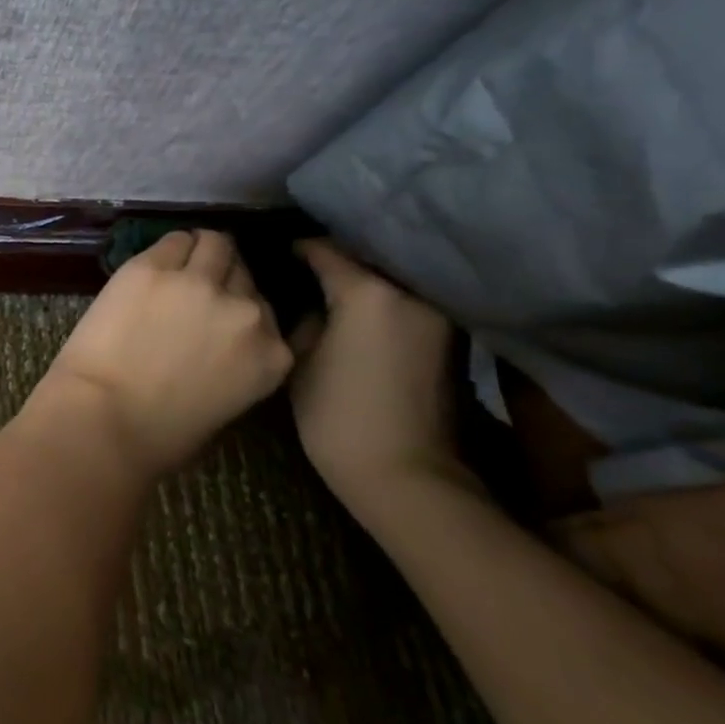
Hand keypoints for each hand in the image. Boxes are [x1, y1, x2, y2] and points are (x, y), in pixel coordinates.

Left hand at [39, 230, 293, 476]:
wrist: (103, 417)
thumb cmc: (159, 433)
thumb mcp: (225, 403)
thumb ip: (237, 361)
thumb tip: (219, 339)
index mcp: (271, 354)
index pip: (266, 308)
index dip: (239, 306)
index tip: (219, 311)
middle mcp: (246, 311)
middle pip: (242, 272)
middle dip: (222, 277)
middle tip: (193, 289)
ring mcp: (199, 283)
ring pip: (214, 243)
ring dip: (199, 252)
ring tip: (175, 266)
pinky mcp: (153, 266)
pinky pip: (172, 240)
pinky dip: (167, 250)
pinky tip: (151, 266)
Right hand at [289, 241, 466, 519]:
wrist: (405, 475)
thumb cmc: (337, 415)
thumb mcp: (298, 359)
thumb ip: (304, 317)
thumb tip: (309, 301)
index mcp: (367, 292)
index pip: (325, 250)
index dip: (297, 248)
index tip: (276, 251)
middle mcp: (409, 293)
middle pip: (363, 258)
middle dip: (333, 259)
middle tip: (299, 266)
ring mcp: (436, 316)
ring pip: (388, 280)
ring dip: (361, 279)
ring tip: (327, 286)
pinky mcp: (448, 339)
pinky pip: (404, 303)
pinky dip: (381, 301)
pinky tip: (357, 313)